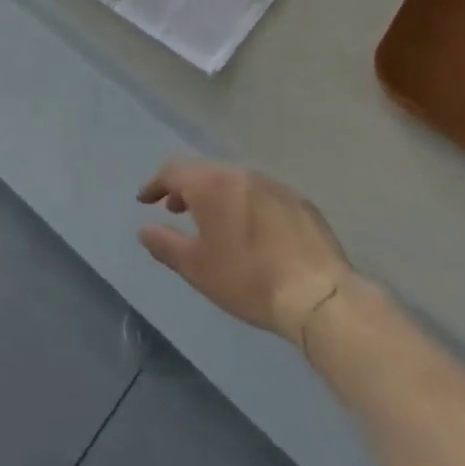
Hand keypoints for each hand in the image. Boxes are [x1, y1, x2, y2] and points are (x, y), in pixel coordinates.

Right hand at [137, 158, 349, 342]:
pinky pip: (261, 193)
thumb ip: (165, 244)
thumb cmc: (248, 279)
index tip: (145, 200)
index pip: (172, 171)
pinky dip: (246, 204)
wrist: (319, 295)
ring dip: (216, 194)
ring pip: (234, 180)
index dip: (155, 184)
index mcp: (210, 183)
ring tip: (213, 221)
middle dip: (185, 187)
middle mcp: (239, 173)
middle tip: (175, 209)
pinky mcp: (299, 200)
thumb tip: (144, 229)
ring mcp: (272, 184)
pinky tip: (253, 231)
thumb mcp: (197, 268)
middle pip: (203, 170)